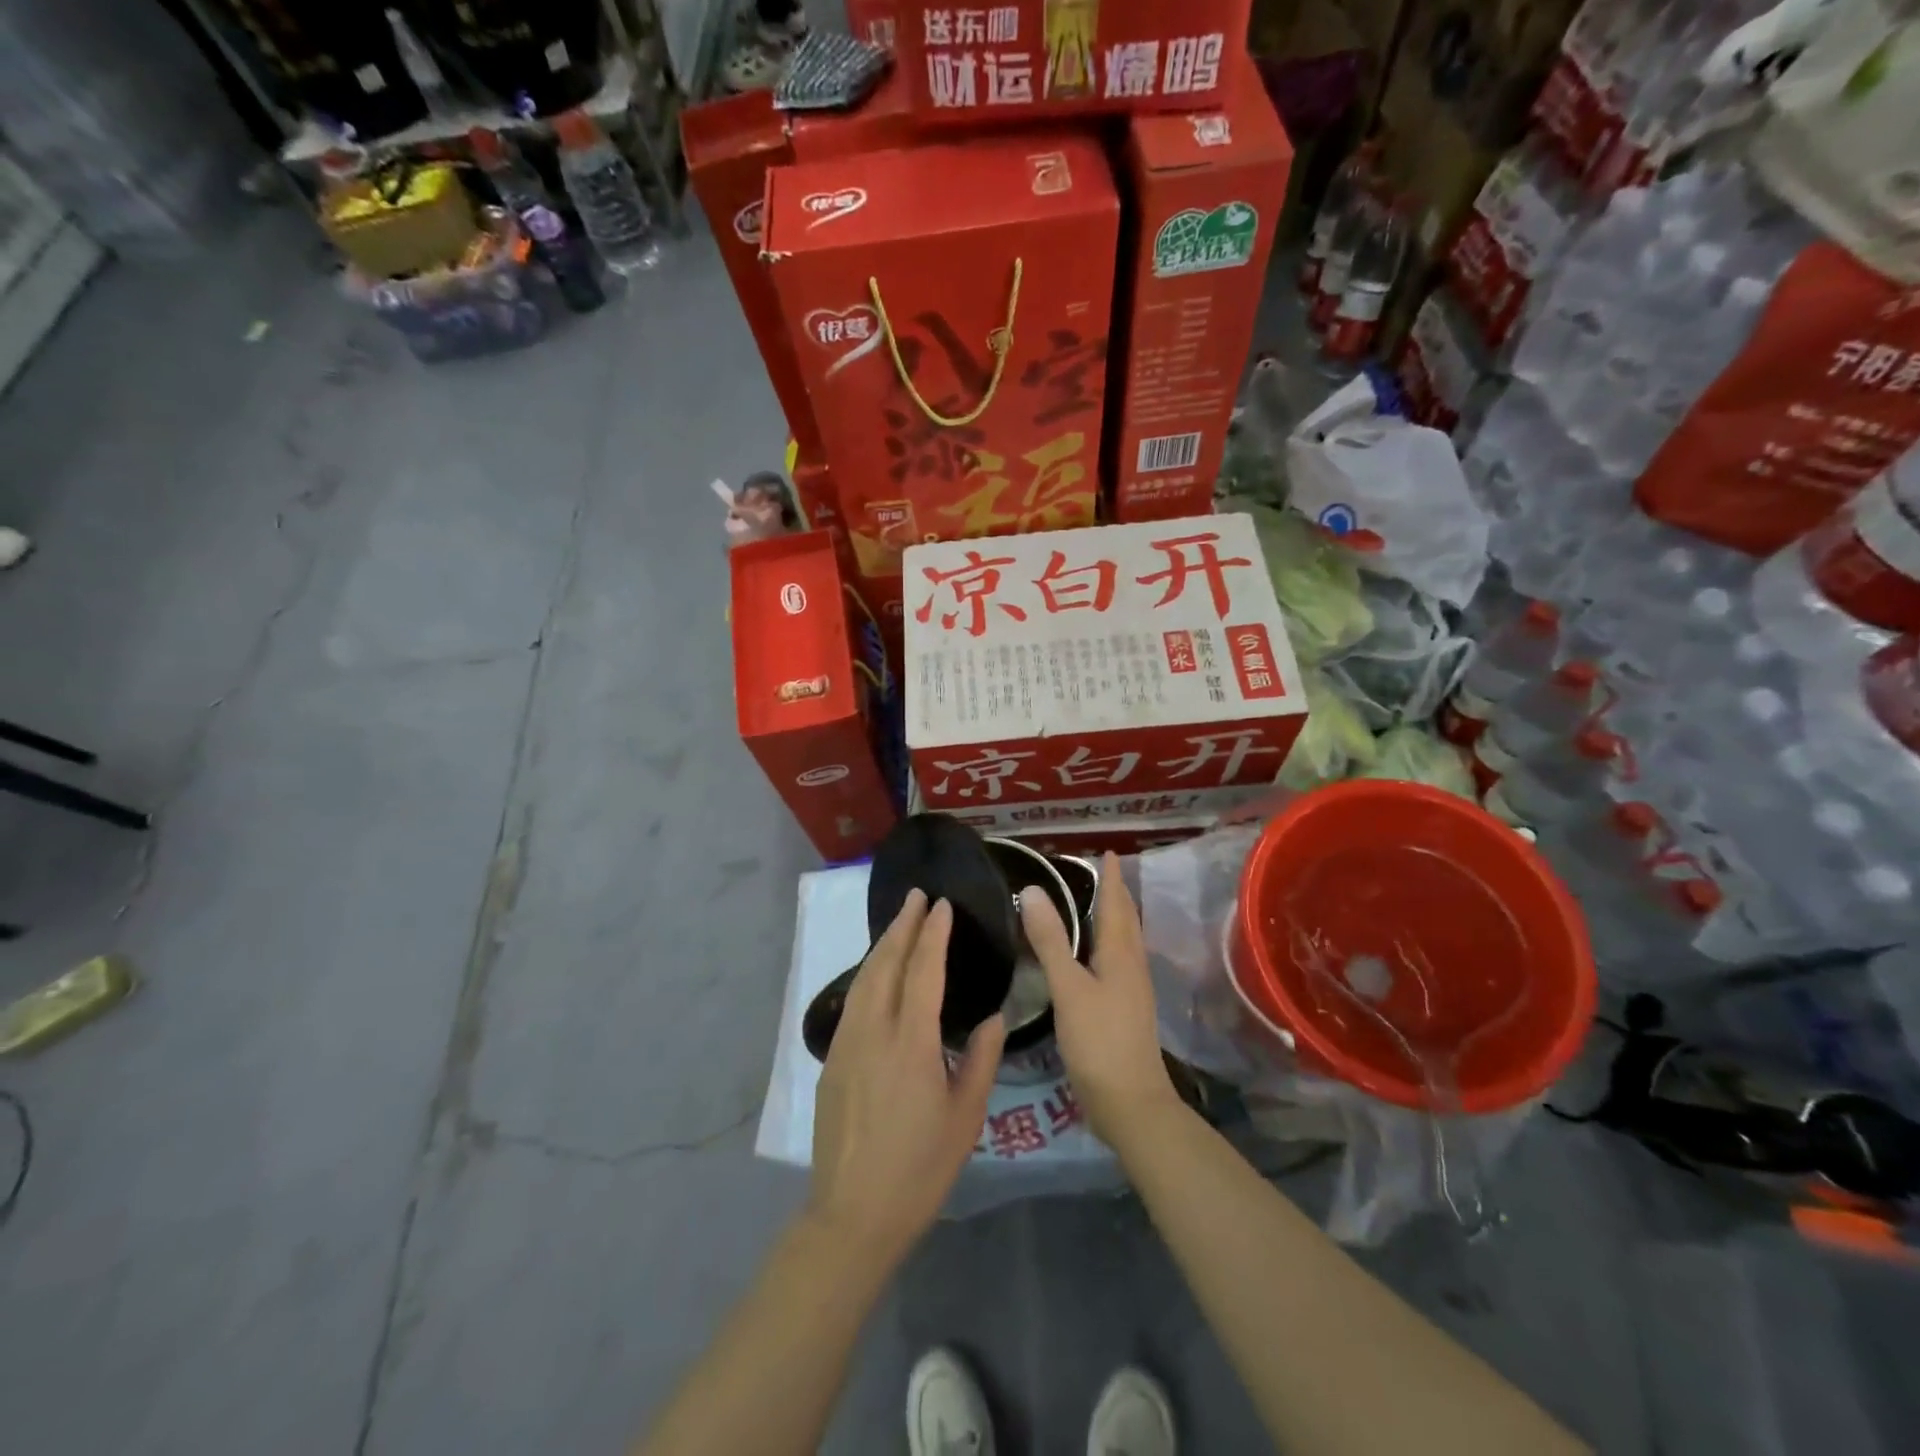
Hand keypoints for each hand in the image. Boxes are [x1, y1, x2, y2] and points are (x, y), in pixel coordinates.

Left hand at [809, 891, 1004, 1266]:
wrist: (853, 1214)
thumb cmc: (920, 1168)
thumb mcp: (965, 1117)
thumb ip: (981, 1060)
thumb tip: (992, 1017)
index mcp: (911, 1043)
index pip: (923, 971)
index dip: (933, 934)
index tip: (941, 905)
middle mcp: (874, 1032)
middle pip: (886, 964)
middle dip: (902, 926)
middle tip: (917, 897)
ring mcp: (847, 1044)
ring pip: (863, 979)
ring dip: (882, 946)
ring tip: (899, 924)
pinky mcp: (832, 1061)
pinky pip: (853, 1001)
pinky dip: (868, 974)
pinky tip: (877, 974)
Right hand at [1021, 853, 1179, 1150]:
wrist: (1130, 1104)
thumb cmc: (1099, 1041)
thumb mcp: (1068, 987)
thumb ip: (1050, 940)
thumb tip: (1031, 891)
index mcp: (1121, 954)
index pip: (1117, 904)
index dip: (1112, 878)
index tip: (1107, 853)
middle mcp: (1131, 966)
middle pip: (1126, 921)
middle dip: (1115, 894)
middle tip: (1099, 872)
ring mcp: (1131, 990)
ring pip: (1123, 942)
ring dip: (1113, 918)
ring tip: (1095, 905)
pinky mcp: (1124, 1011)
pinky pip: (1116, 962)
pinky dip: (1105, 945)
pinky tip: (1091, 957)